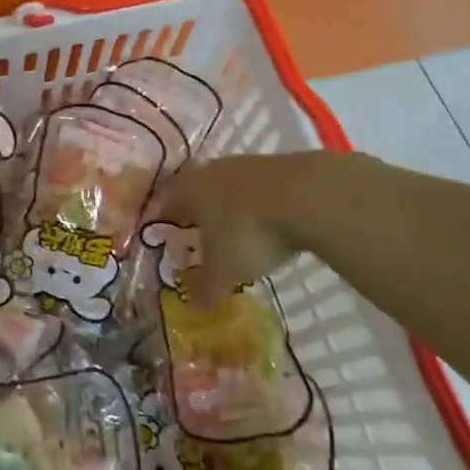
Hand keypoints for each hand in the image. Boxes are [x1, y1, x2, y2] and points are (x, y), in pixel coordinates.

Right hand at [159, 151, 363, 298]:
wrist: (306, 195)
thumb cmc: (247, 231)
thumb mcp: (223, 271)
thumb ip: (205, 289)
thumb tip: (193, 305)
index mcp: (186, 188)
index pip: (164, 204)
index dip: (163, 225)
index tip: (166, 243)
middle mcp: (209, 170)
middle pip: (196, 193)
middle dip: (197, 217)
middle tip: (200, 242)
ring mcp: (244, 164)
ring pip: (227, 189)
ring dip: (229, 210)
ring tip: (237, 237)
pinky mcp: (277, 165)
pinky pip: (257, 190)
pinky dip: (257, 207)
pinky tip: (269, 227)